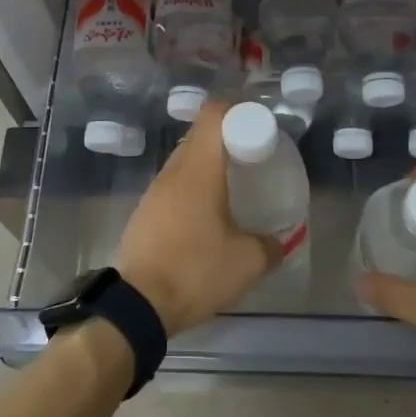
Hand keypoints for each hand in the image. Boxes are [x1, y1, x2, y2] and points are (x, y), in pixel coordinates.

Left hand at [114, 103, 278, 337]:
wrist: (137, 305)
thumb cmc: (195, 271)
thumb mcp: (247, 263)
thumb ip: (270, 246)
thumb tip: (278, 241)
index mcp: (198, 170)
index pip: (213, 115)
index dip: (237, 111)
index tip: (259, 126)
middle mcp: (173, 171)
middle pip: (199, 136)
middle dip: (227, 138)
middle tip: (252, 157)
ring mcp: (154, 192)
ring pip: (185, 161)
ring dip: (208, 165)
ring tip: (233, 186)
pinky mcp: (145, 212)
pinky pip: (174, 185)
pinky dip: (193, 187)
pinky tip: (207, 214)